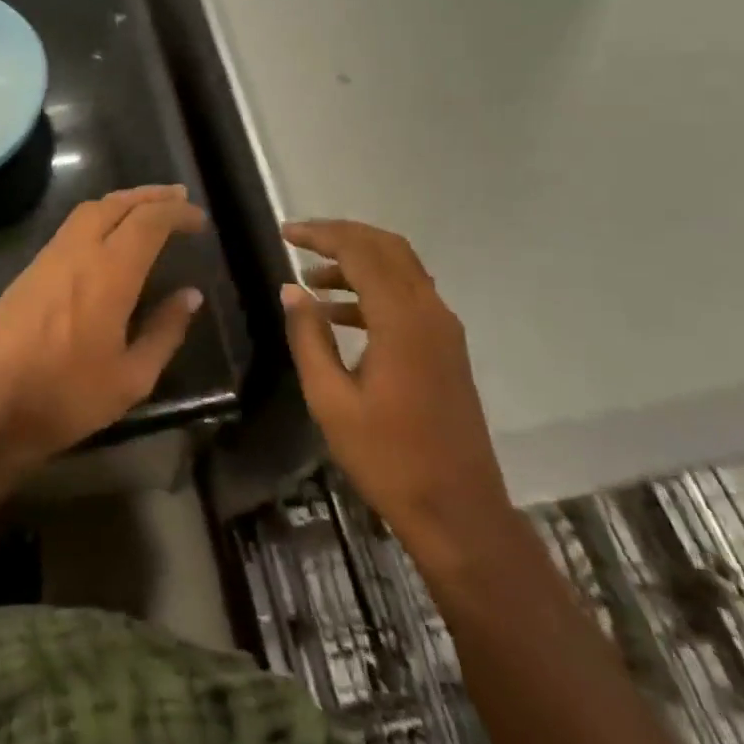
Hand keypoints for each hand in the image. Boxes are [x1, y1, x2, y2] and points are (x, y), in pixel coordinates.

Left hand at [0, 185, 206, 481]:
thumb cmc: (64, 396)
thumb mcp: (130, 378)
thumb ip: (164, 332)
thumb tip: (190, 296)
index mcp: (109, 272)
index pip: (149, 221)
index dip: (177, 212)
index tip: (199, 219)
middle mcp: (78, 251)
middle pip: (117, 203)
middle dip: (150, 195)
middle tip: (178, 198)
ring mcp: (49, 257)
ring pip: (89, 210)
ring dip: (123, 203)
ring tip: (147, 212)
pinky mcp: (30, 269)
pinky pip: (72, 228)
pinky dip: (99, 219)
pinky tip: (109, 239)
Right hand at [280, 219, 516, 562]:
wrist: (458, 511)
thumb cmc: (387, 458)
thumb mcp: (331, 400)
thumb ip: (308, 337)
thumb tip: (291, 289)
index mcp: (401, 320)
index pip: (360, 251)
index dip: (321, 234)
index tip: (284, 232)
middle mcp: (429, 312)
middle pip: (386, 247)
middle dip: (341, 235)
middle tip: (299, 240)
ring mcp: (443, 329)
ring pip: (400, 268)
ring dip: (357, 261)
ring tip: (311, 278)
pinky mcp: (446, 347)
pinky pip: (408, 296)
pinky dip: (373, 288)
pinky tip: (338, 314)